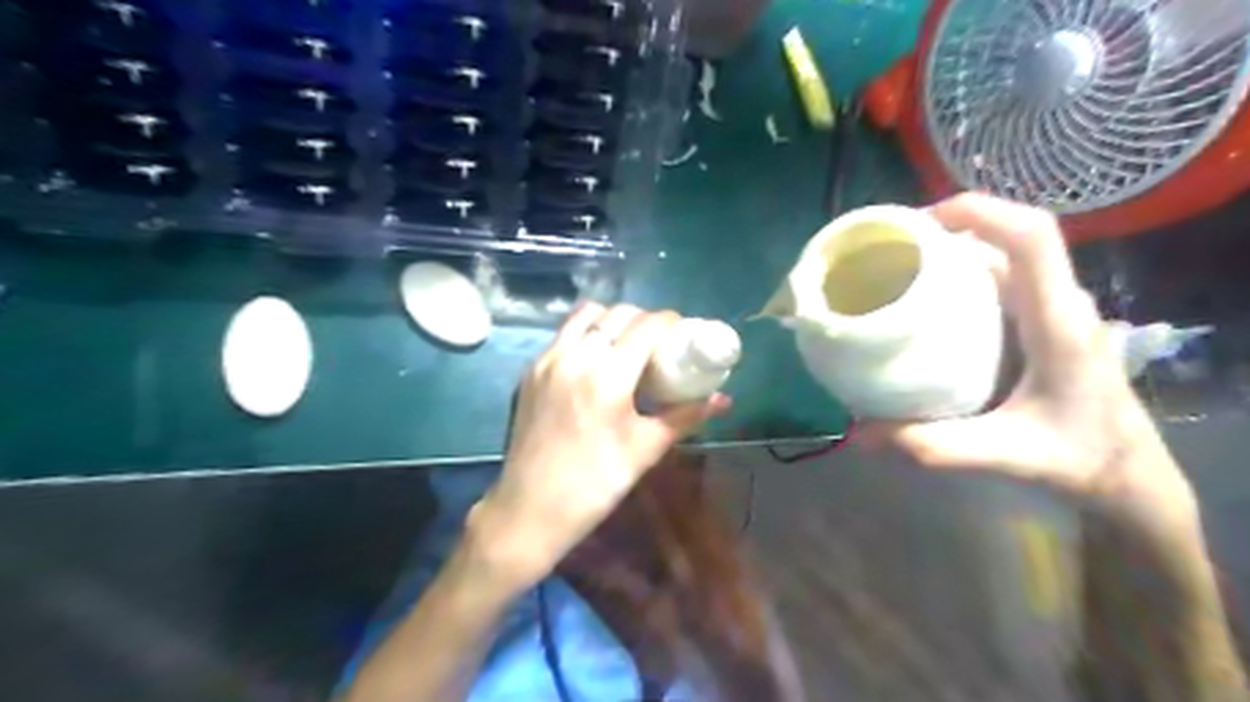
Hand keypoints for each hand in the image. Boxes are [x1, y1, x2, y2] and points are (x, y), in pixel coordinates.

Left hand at [468, 304, 729, 584]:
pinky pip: (563, 334)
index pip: (645, 325)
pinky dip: (586, 333)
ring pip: (585, 315)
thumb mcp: (645, 449)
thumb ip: (684, 416)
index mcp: (607, 375)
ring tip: (626, 344)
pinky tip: (596, 360)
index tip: (683, 332)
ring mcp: (547, 360)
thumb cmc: (595, 483)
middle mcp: (575, 356)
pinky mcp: (531, 370)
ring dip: (612, 319)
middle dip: (644, 319)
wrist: (530, 508)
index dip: (670, 322)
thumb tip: (721, 400)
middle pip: (617, 314)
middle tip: (658, 342)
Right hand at [872, 193, 1199, 527]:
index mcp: (1058, 321)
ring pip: (1002, 259)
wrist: (1129, 475)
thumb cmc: (1081, 459)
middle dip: (949, 230)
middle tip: (890, 250)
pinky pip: (998, 282)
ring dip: (952, 253)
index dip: (979, 212)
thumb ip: (934, 446)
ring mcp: (1051, 311)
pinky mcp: (1040, 323)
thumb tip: (861, 433)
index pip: (1032, 238)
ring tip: (898, 270)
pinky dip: (958, 278)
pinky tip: (924, 303)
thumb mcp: (1006, 456)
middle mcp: (1058, 303)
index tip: (918, 223)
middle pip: (1009, 239)